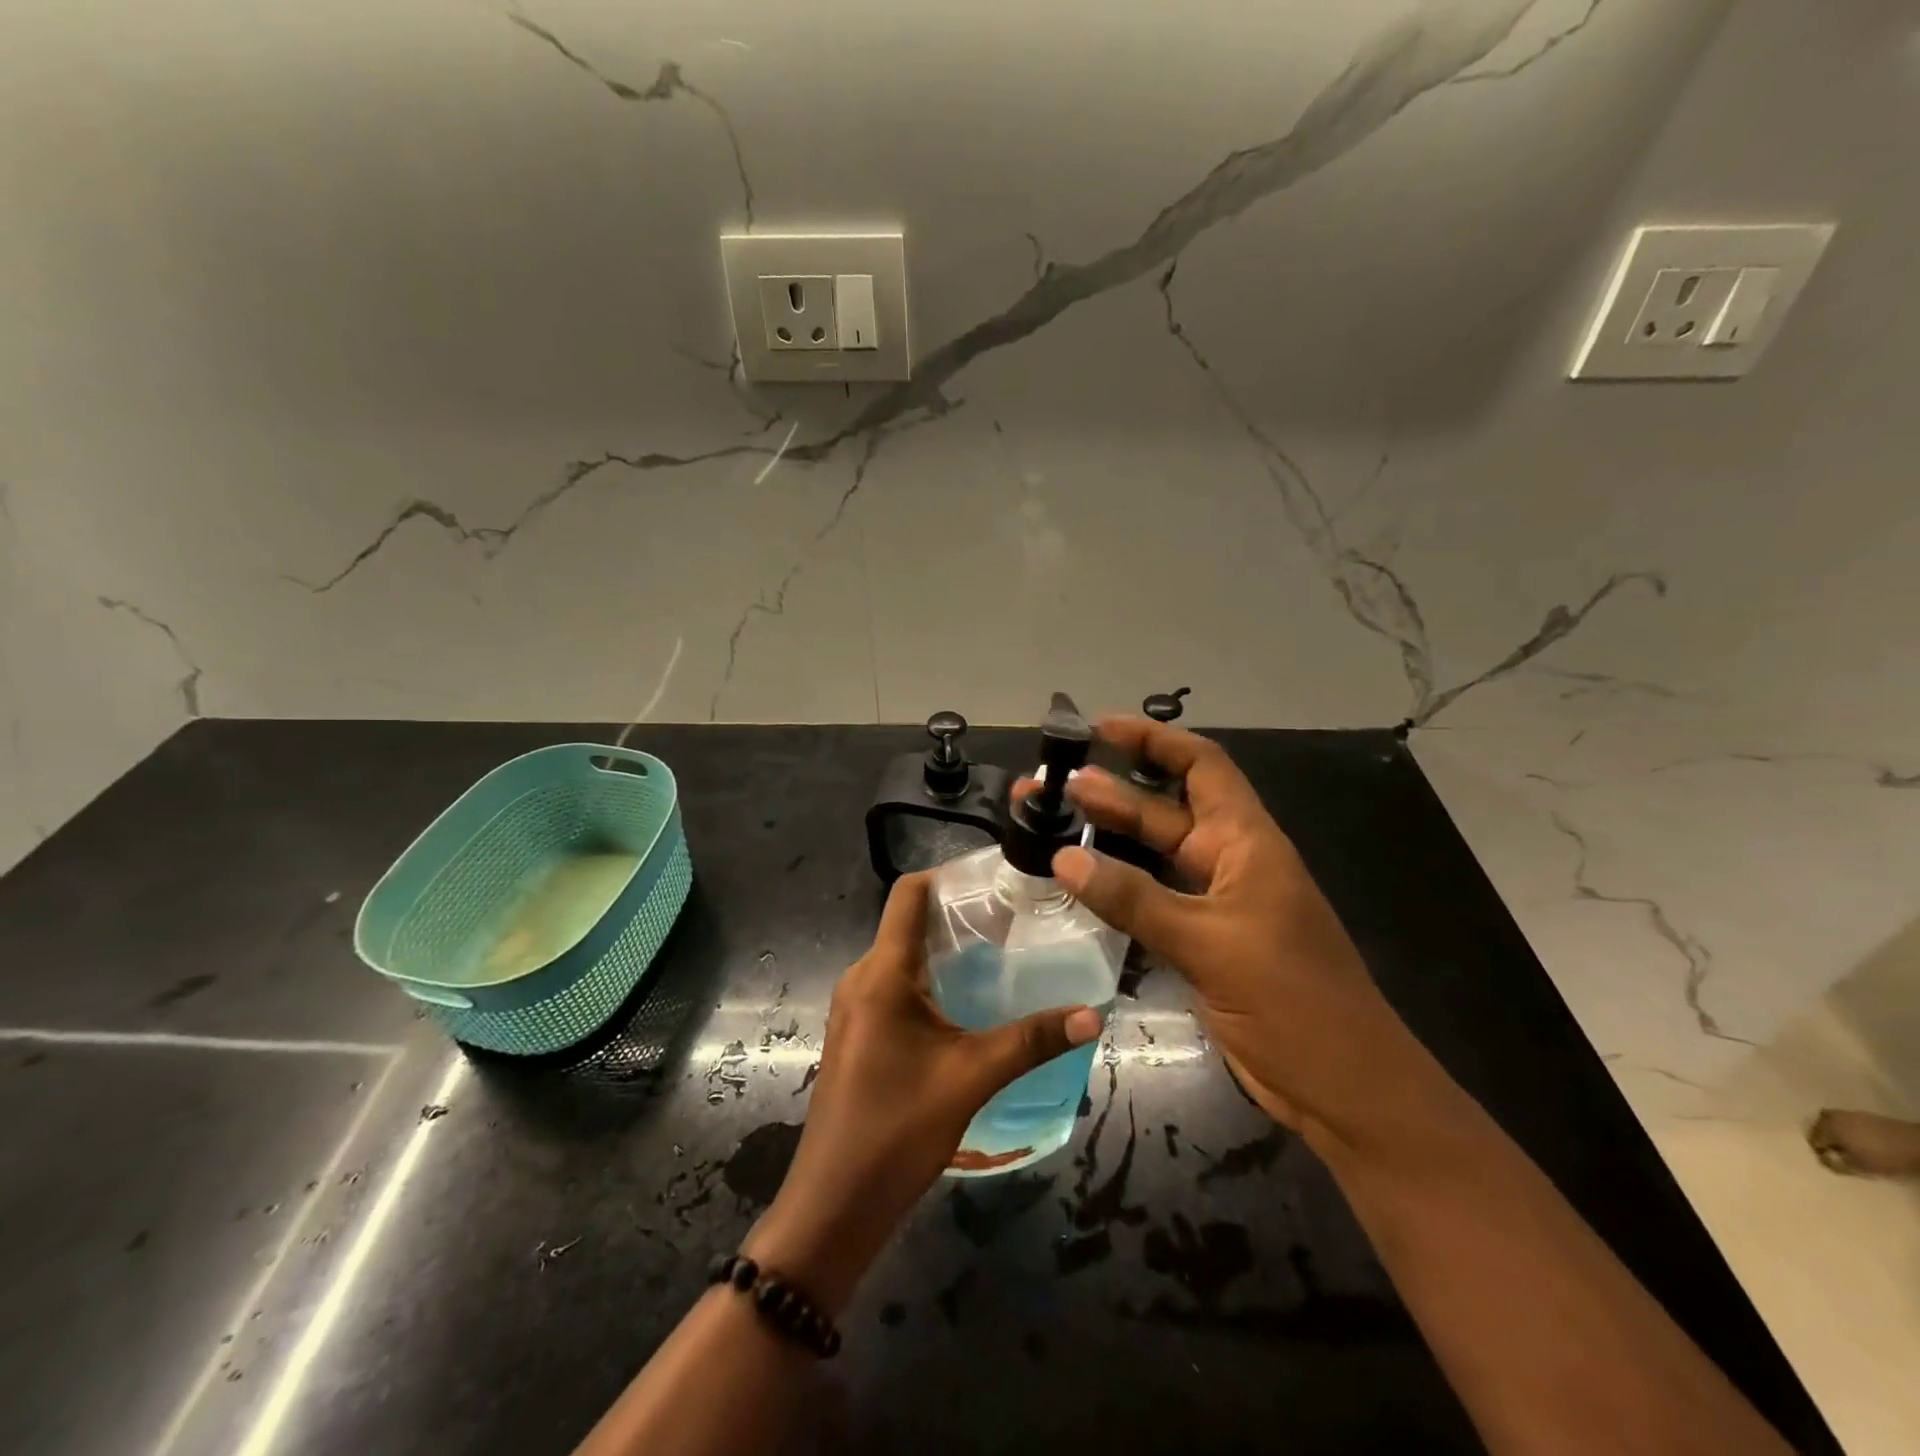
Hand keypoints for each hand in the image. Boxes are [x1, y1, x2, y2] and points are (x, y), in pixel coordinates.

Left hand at [745, 872, 1103, 1313]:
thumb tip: (1093, 1013)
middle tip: (1013, 919)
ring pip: (902, 956)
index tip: (996, 879)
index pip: (909, 893)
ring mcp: (854, 1006)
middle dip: (957, 914)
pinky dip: (929, 979)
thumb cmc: (897, 1129)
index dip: (949, 875)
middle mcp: (862, 977)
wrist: (834, 1204)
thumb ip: (1032, 1040)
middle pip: (908, 922)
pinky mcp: (857, 1033)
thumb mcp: (971, 1077)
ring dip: (945, 950)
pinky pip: (894, 985)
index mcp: (882, 972)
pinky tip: (966, 1002)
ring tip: (999, 956)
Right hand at [1053, 716, 1431, 1146]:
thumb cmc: (1293, 1002)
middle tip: (1050, 786)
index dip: (1153, 739)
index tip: (1098, 728)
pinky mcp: (1203, 943)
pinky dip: (1117, 887)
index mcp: (1247, 842)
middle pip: (1165, 810)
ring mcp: (1215, 904)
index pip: (1201, 766)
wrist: (1344, 1089)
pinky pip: (1151, 900)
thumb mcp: (1210, 942)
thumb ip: (1134, 899)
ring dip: (1108, 839)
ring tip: (1052, 825)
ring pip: (1154, 856)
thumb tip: (1063, 856)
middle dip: (1111, 793)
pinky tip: (1079, 884)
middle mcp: (1229, 862)